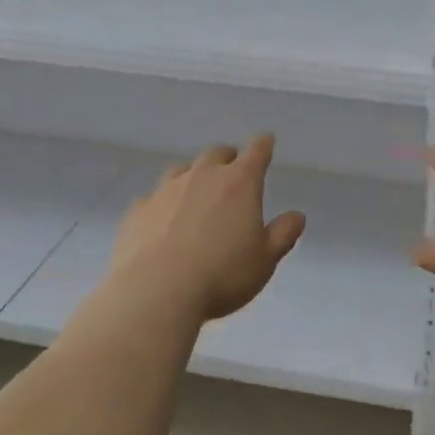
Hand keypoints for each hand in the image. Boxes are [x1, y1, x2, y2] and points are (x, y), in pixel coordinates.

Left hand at [107, 136, 305, 323]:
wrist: (157, 292)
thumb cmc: (222, 274)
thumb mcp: (265, 260)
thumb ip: (283, 234)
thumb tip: (296, 216)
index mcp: (240, 183)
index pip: (257, 151)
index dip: (263, 145)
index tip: (266, 142)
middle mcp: (202, 176)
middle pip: (217, 153)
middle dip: (228, 159)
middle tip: (233, 175)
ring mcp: (166, 190)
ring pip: (182, 169)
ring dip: (193, 176)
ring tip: (196, 196)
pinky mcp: (138, 211)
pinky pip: (153, 198)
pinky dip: (162, 204)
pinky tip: (161, 223)